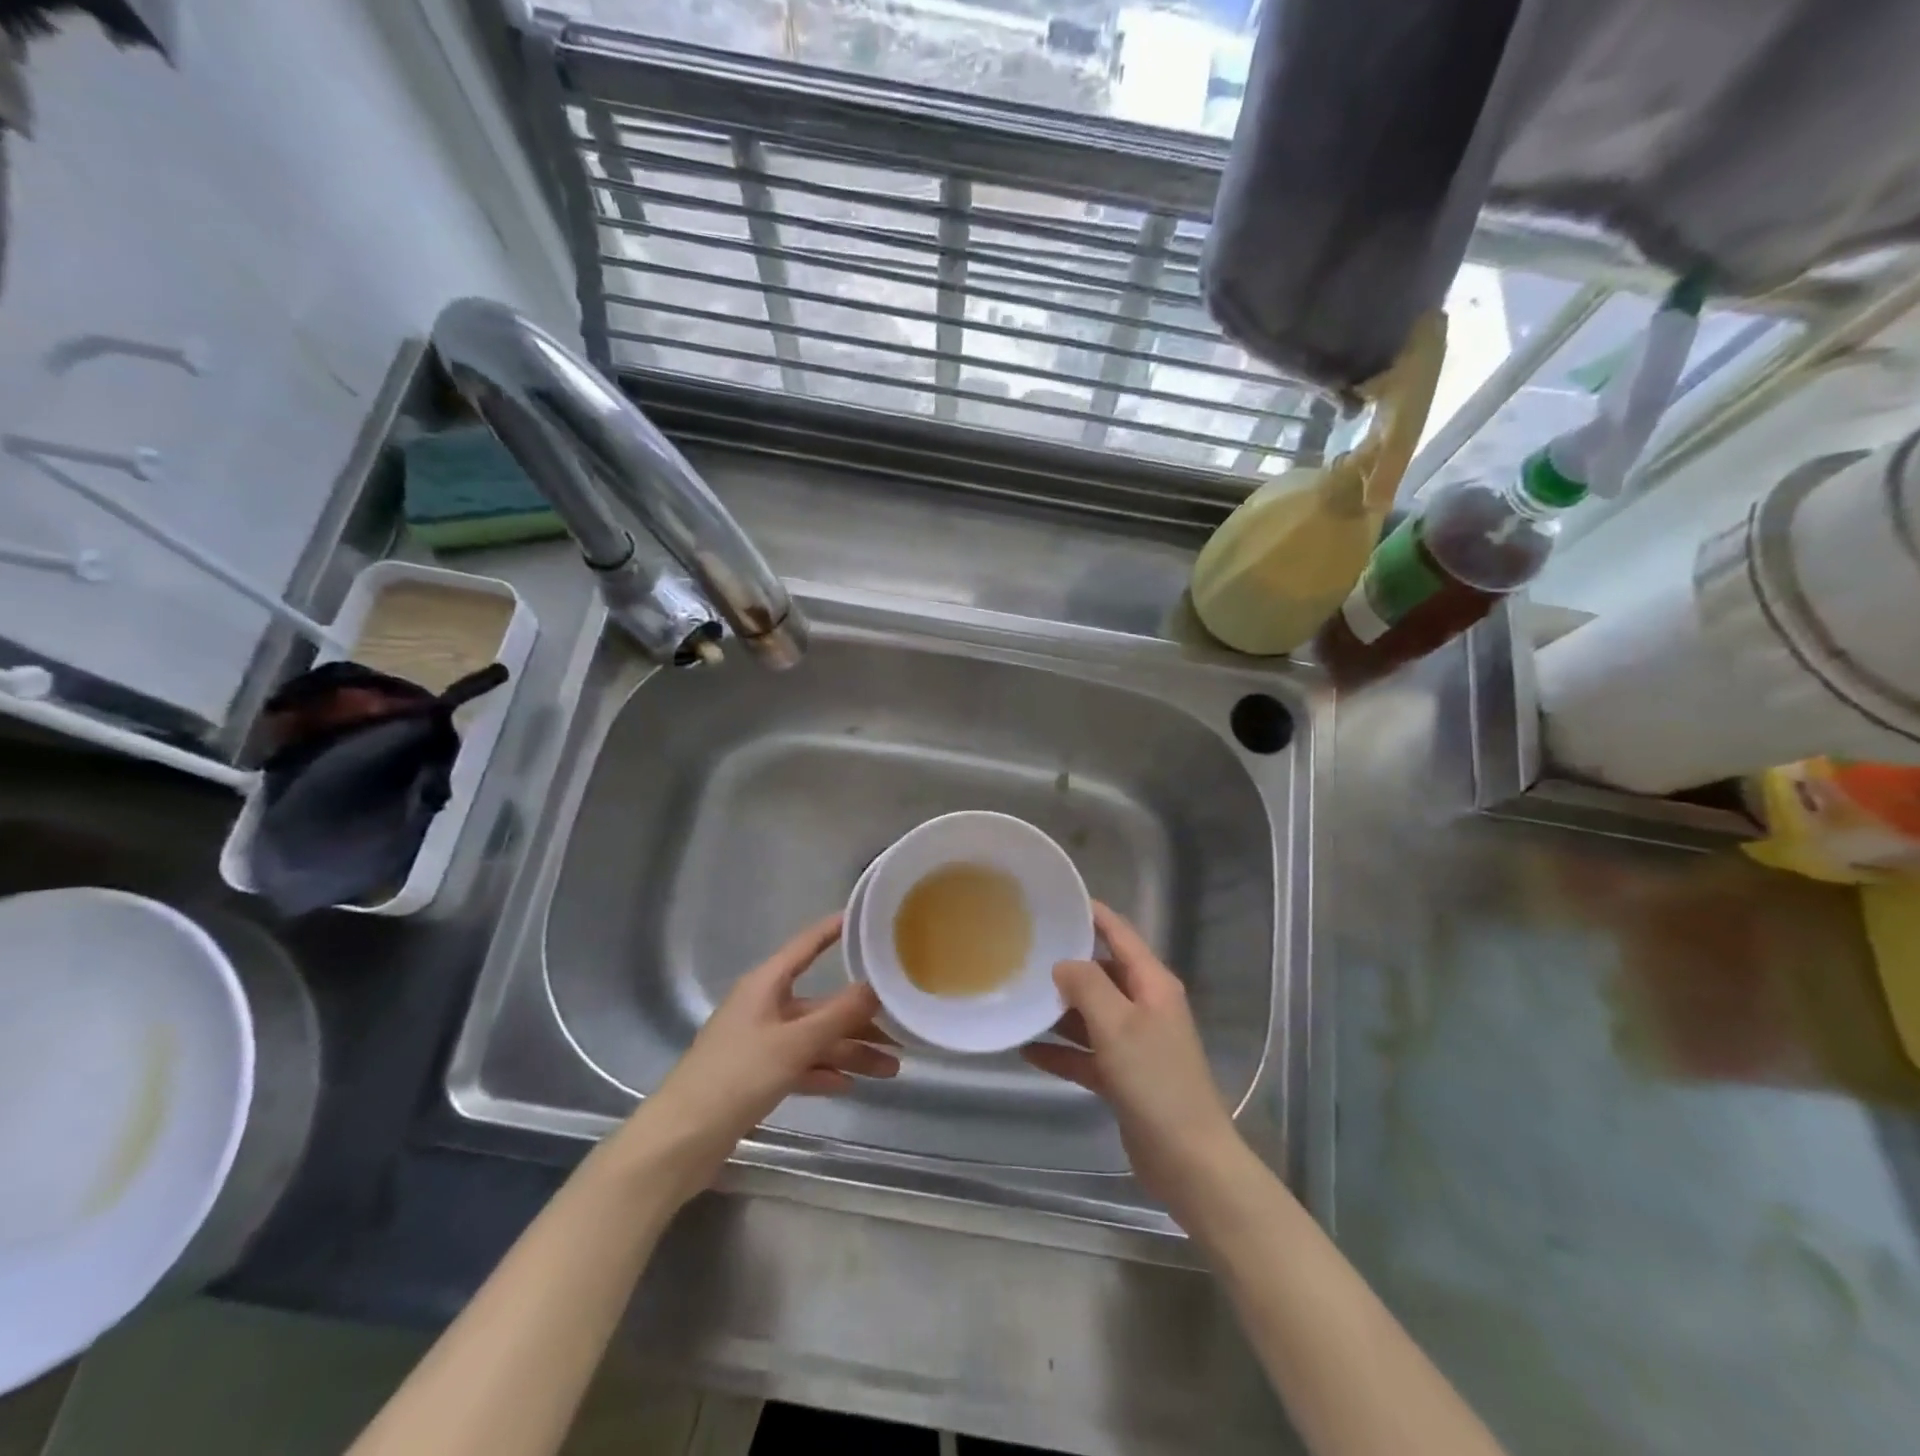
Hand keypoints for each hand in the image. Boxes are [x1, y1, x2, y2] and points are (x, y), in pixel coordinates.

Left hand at [619, 914, 898, 1201]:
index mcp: (767, 985)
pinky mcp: (757, 1076)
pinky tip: (851, 1085)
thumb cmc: (736, 1076)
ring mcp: (760, 1043)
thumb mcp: (794, 1043)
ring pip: (815, 1039)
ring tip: (891, 1069)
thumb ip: (838, 1015)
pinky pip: (800, 1065)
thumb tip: (876, 986)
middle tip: (901, 1029)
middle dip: (860, 1018)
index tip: (868, 919)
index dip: (835, 930)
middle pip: (821, 1004)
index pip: (807, 946)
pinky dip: (824, 1072)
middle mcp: (765, 1007)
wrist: (681, 1140)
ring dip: (850, 1052)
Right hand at [1022, 903, 1249, 1220]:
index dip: (1092, 914)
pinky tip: (1026, 1049)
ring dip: (1058, 1010)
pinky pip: (1086, 1053)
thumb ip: (1087, 986)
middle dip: (1066, 964)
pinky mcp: (1123, 1077)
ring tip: (1018, 998)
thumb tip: (1063, 963)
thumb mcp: (1117, 1024)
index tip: (1056, 899)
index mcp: (1152, 984)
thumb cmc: (1155, 1082)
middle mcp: (1144, 1006)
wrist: (1189, 1162)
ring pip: (1090, 1014)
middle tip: (1023, 951)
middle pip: (1101, 973)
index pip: (1120, 934)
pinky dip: (1061, 1051)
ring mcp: (1135, 1043)